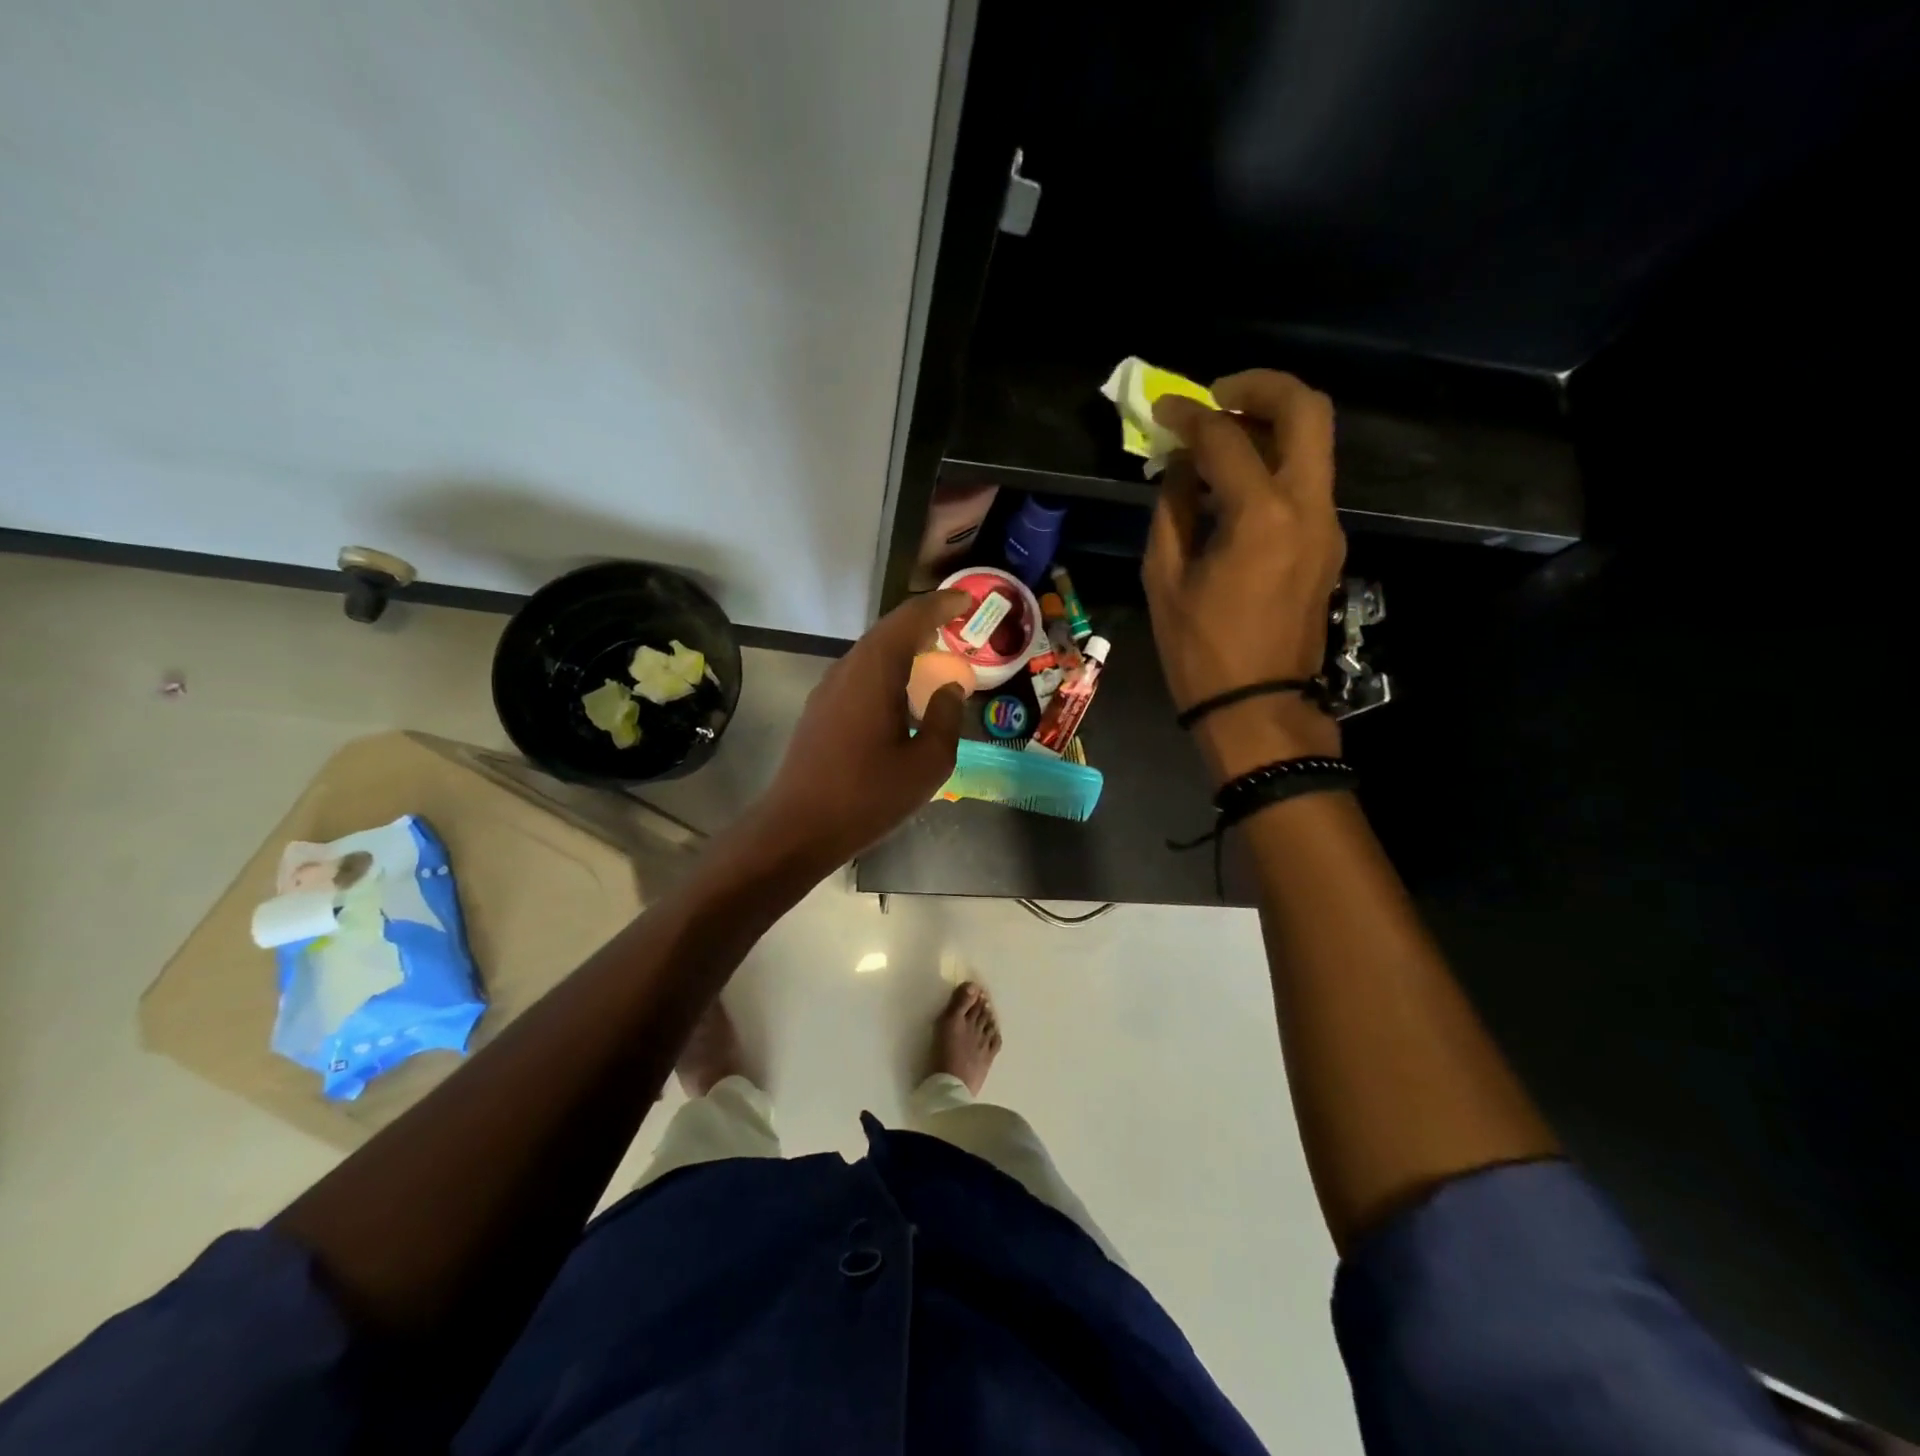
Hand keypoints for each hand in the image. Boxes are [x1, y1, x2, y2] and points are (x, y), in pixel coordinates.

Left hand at [751, 590, 969, 870]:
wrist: (798, 828)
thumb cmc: (869, 796)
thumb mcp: (928, 763)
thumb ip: (946, 718)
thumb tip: (951, 687)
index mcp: (875, 671)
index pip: (911, 618)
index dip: (941, 604)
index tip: (967, 600)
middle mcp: (848, 668)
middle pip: (889, 630)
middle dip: (924, 622)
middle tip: (956, 626)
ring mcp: (828, 689)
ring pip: (871, 652)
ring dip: (904, 647)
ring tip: (934, 656)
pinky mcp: (820, 710)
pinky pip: (860, 674)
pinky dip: (887, 670)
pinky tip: (901, 693)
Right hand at [1144, 370, 1345, 782]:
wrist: (1257, 707)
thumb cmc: (1200, 651)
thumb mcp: (1165, 580)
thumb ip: (1171, 511)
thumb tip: (1180, 469)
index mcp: (1262, 517)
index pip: (1226, 439)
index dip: (1189, 418)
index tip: (1162, 411)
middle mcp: (1308, 507)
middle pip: (1307, 411)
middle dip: (1260, 388)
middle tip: (1216, 397)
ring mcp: (1328, 525)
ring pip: (1314, 444)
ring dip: (1270, 425)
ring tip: (1219, 441)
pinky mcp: (1328, 544)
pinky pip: (1306, 482)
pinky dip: (1274, 465)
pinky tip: (1234, 487)